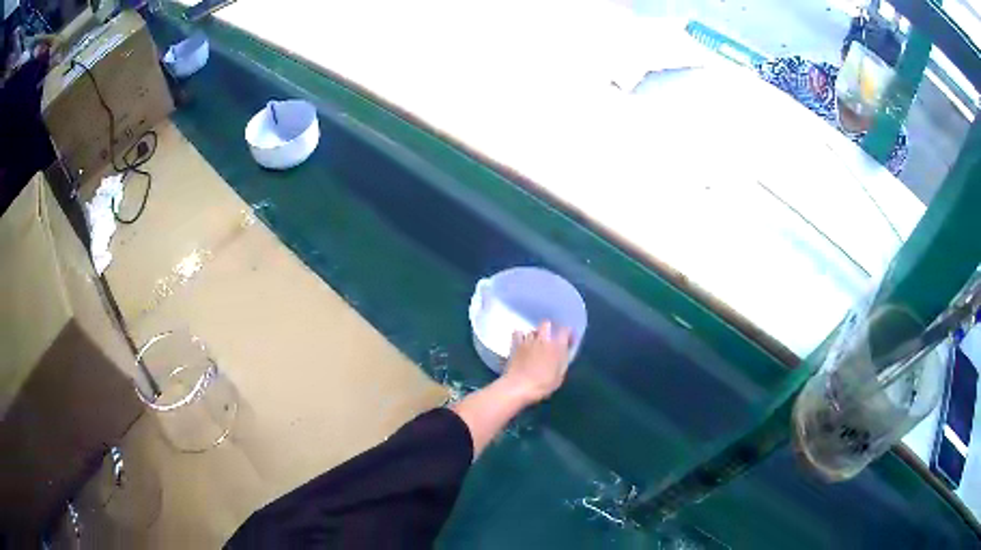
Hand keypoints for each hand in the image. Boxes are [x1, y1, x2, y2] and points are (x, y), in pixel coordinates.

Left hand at [501, 321, 571, 404]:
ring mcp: (528, 340)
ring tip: (536, 344)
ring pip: (533, 330)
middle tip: (551, 338)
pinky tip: (522, 342)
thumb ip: (563, 361)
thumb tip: (564, 353)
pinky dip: (520, 336)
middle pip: (547, 324)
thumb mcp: (559, 376)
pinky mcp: (516, 344)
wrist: (520, 386)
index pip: (565, 330)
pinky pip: (518, 333)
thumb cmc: (543, 384)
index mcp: (557, 346)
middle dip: (550, 328)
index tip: (569, 340)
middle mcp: (543, 339)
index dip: (568, 333)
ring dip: (536, 335)